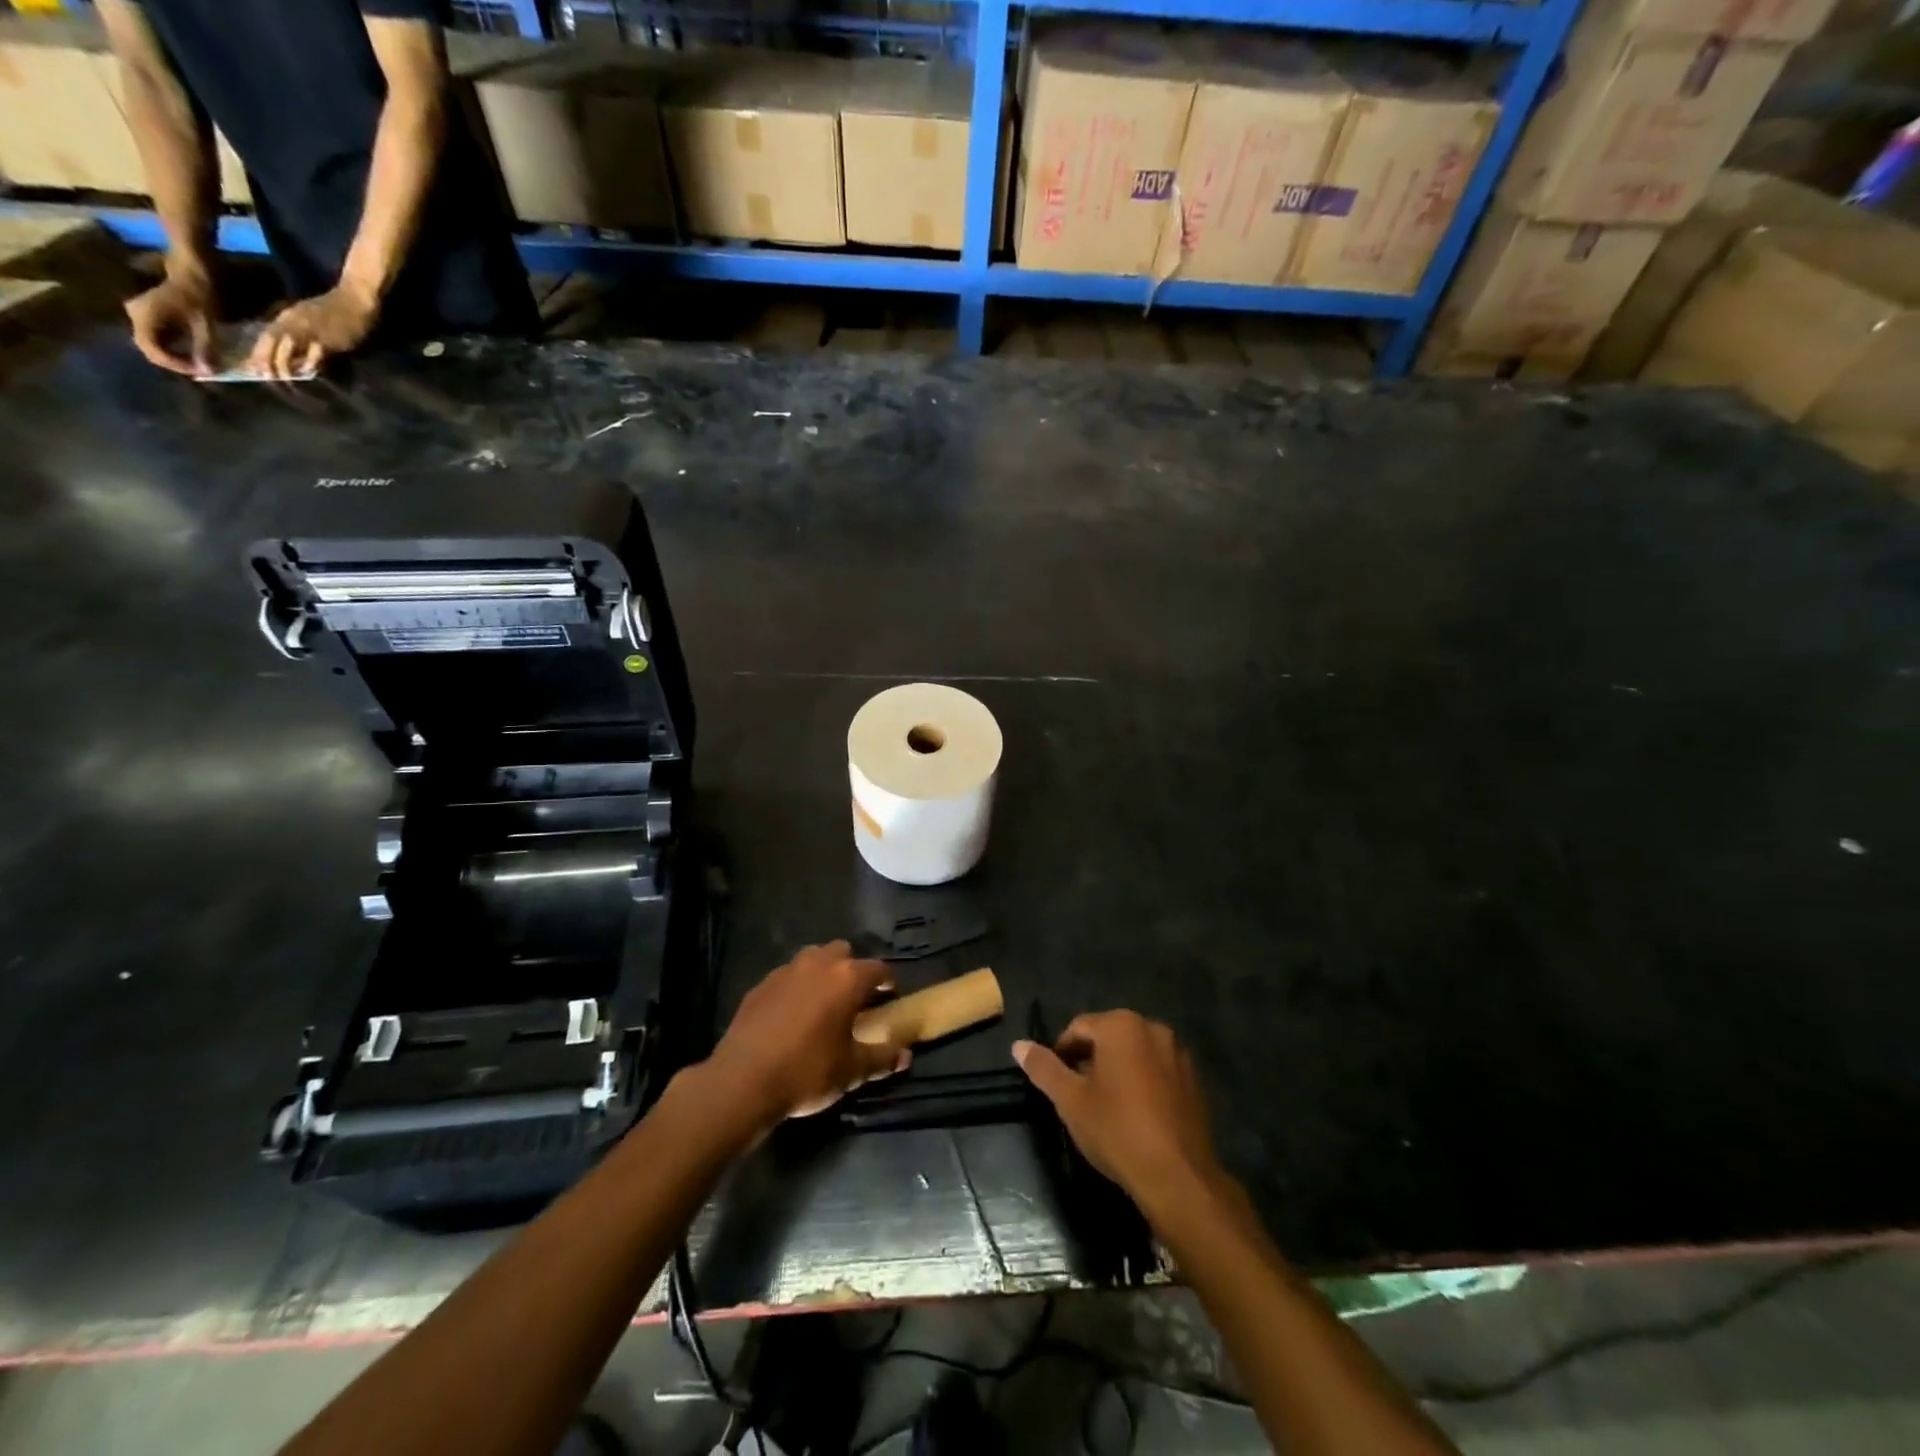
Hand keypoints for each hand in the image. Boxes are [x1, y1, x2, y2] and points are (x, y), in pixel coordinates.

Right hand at [126, 266, 215, 376]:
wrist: (191, 273)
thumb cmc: (198, 296)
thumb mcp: (205, 325)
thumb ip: (204, 348)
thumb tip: (207, 372)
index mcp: (145, 316)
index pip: (151, 348)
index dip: (174, 364)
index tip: (198, 372)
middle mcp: (136, 314)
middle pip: (150, 348)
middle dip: (175, 363)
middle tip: (200, 371)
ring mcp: (140, 314)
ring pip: (154, 343)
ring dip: (175, 356)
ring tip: (199, 364)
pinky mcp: (149, 315)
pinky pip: (159, 337)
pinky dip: (175, 348)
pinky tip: (193, 353)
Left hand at [250, 281, 379, 378]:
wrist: (354, 300)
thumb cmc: (336, 309)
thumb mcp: (310, 317)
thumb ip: (300, 331)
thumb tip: (294, 353)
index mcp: (287, 317)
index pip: (267, 335)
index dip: (258, 352)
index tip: (253, 368)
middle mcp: (293, 322)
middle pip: (272, 341)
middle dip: (265, 358)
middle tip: (264, 376)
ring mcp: (310, 329)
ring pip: (288, 346)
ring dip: (282, 362)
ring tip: (282, 378)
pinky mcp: (327, 337)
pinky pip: (314, 351)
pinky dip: (309, 362)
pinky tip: (308, 372)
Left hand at [702, 941, 912, 1132]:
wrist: (742, 1081)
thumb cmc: (807, 1072)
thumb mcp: (851, 1071)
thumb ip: (882, 1058)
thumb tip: (905, 1056)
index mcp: (847, 978)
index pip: (878, 969)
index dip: (888, 983)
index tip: (889, 999)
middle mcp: (818, 964)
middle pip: (843, 953)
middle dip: (852, 970)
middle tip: (854, 1000)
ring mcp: (785, 971)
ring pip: (812, 959)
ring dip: (822, 973)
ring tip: (822, 1004)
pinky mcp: (760, 985)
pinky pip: (787, 977)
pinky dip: (795, 988)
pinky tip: (791, 1016)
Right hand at [1014, 1011, 1223, 1217]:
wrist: (1178, 1177)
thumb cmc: (1117, 1131)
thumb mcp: (1070, 1101)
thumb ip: (1044, 1068)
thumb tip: (1019, 1045)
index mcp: (1121, 1025)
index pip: (1078, 1028)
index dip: (1061, 1054)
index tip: (1057, 1084)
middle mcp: (1153, 1028)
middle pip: (1108, 1037)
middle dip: (1090, 1061)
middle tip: (1078, 1097)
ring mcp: (1178, 1053)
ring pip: (1134, 1054)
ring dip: (1117, 1071)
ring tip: (1106, 1107)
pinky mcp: (1194, 1080)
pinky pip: (1157, 1071)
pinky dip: (1142, 1083)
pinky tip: (1136, 1115)